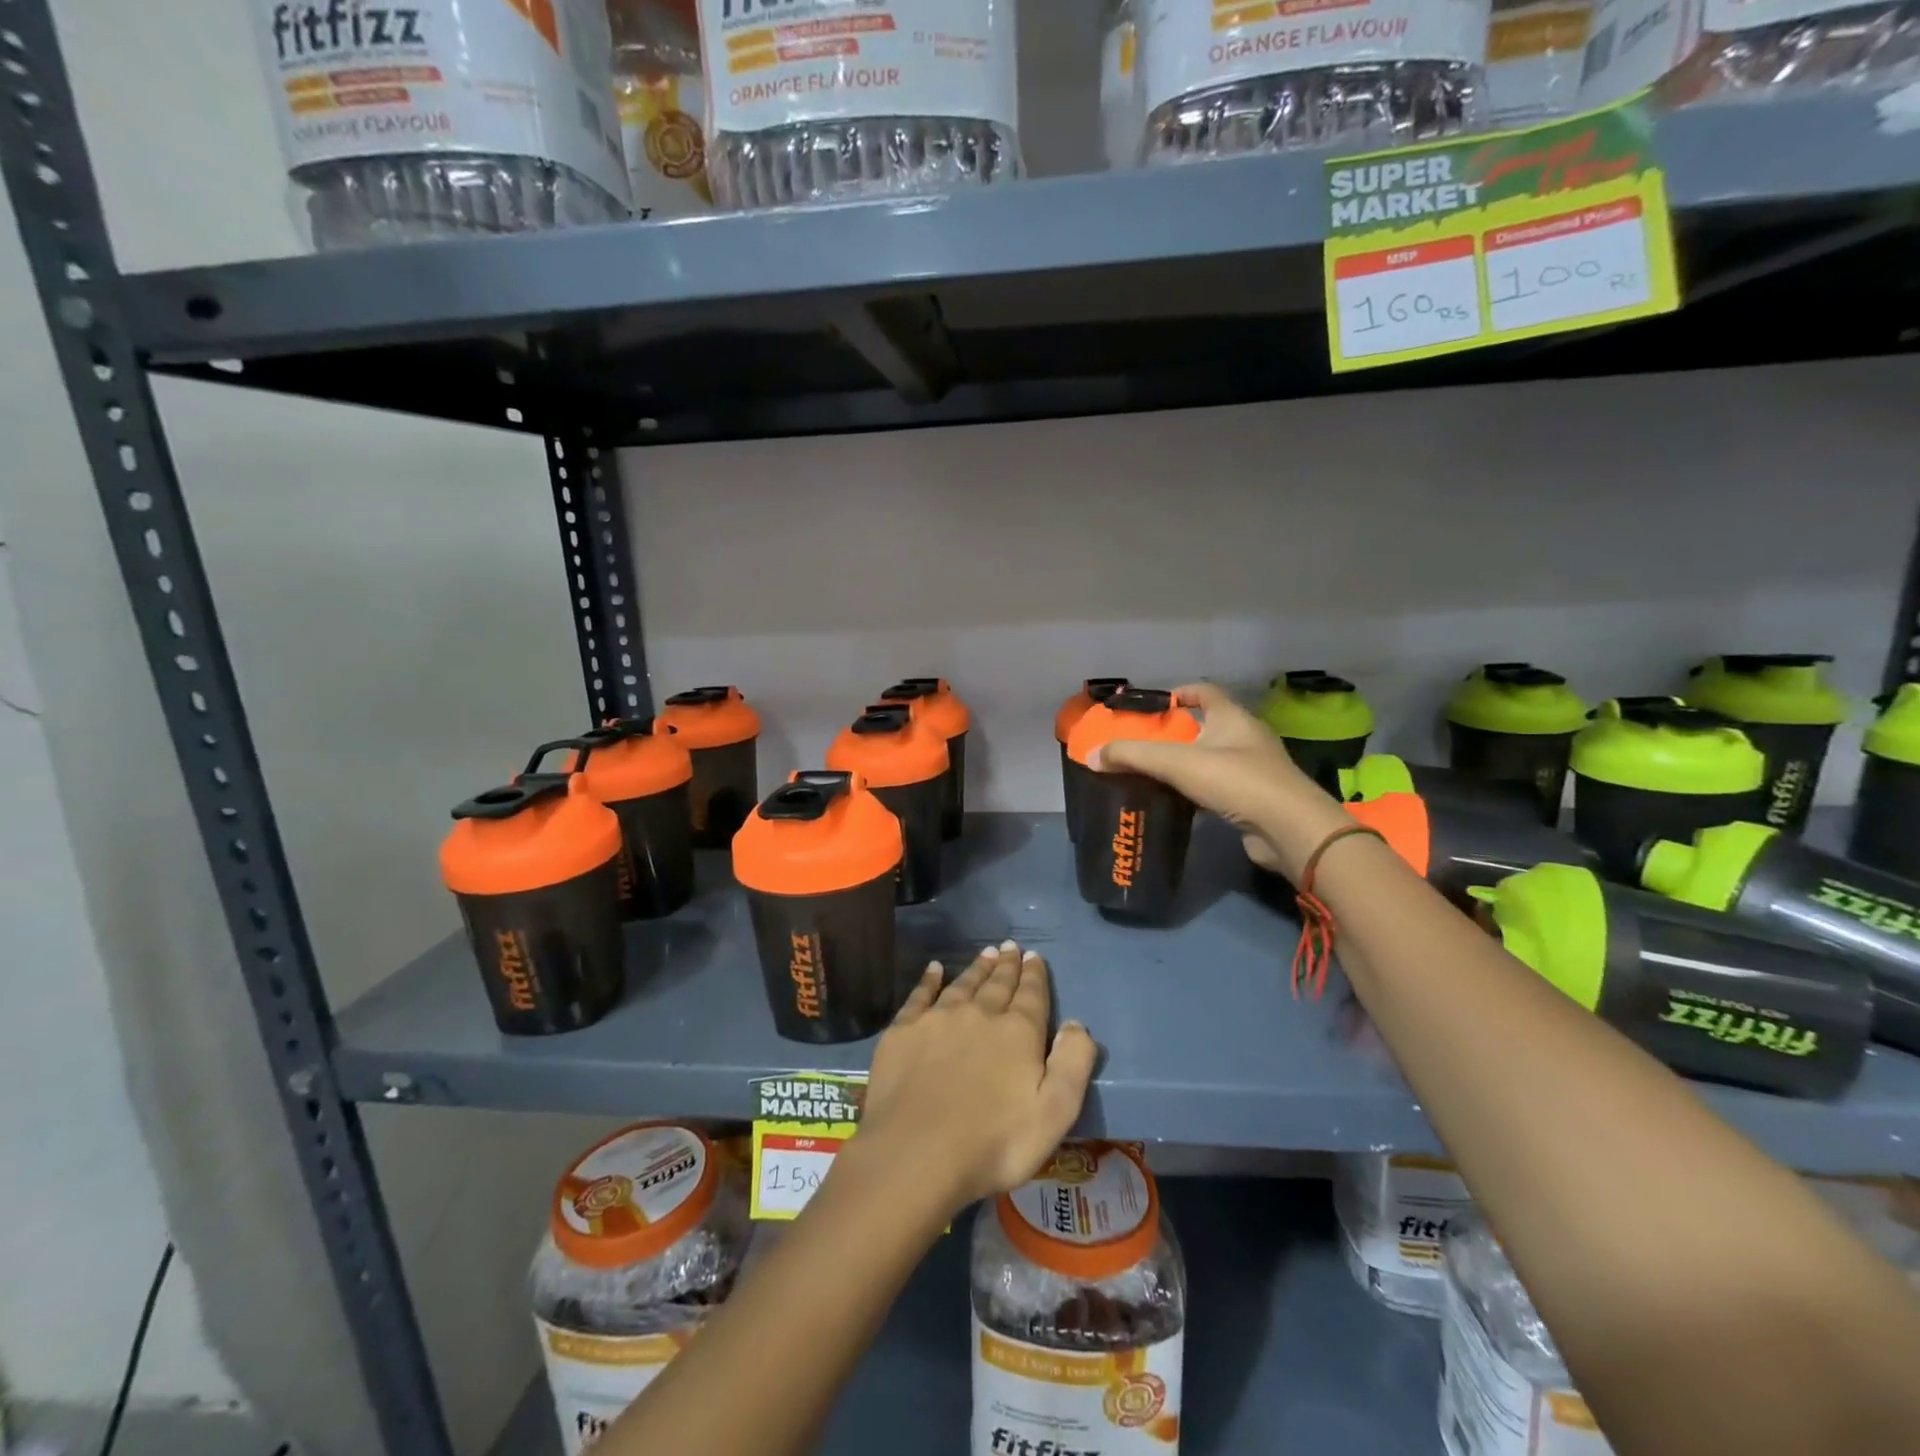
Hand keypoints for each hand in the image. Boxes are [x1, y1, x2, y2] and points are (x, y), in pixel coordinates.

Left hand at [855, 943, 1098, 1213]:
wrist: (916, 1154)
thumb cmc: (994, 1143)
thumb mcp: (1054, 1113)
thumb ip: (1072, 1064)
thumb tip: (1076, 1023)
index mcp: (1017, 1032)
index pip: (1031, 995)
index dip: (1035, 975)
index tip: (1034, 956)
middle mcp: (979, 1014)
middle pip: (997, 984)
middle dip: (1007, 966)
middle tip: (1010, 947)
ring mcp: (937, 1019)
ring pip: (963, 984)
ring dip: (977, 968)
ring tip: (986, 953)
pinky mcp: (903, 1031)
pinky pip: (920, 995)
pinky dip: (929, 980)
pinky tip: (934, 969)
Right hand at [1091, 682, 1350, 878]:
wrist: (1289, 829)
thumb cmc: (1237, 781)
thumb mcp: (1178, 763)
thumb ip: (1133, 756)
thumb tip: (1092, 756)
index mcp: (1233, 718)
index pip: (1206, 692)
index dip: (1182, 692)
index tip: (1156, 703)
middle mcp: (1247, 738)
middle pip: (1209, 726)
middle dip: (1179, 732)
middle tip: (1146, 743)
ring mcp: (1255, 770)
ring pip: (1214, 759)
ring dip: (1189, 763)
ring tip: (1156, 773)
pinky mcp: (1256, 800)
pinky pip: (1221, 787)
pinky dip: (1200, 790)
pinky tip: (1179, 802)